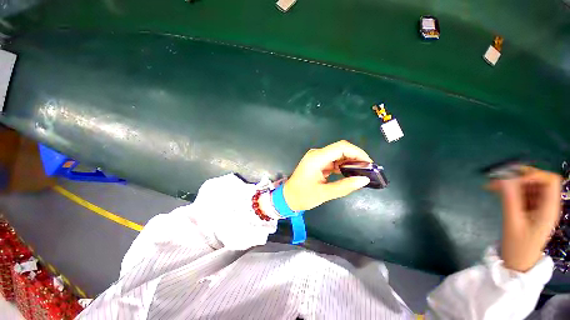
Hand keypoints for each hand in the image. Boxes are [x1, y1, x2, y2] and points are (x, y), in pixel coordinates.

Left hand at [283, 140, 372, 210]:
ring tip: (361, 172)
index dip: (357, 152)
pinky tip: (350, 173)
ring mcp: (317, 158)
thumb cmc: (303, 196)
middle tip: (367, 170)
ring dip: (350, 161)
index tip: (369, 164)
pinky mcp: (318, 163)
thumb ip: (344, 186)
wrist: (288, 197)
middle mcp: (317, 154)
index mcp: (316, 158)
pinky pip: (333, 160)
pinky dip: (343, 165)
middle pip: (340, 149)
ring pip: (338, 154)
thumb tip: (364, 180)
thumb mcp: (324, 193)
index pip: (341, 147)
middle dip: (355, 157)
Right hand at [489, 167, 561, 271]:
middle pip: (539, 181)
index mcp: (549, 209)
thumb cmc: (517, 246)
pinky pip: (522, 193)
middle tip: (497, 178)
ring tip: (492, 186)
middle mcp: (547, 204)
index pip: (549, 181)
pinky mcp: (531, 209)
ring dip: (511, 183)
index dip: (533, 175)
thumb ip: (510, 199)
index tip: (511, 178)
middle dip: (518, 177)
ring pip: (528, 186)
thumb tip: (503, 178)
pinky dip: (510, 190)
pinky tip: (496, 192)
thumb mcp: (512, 223)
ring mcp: (539, 207)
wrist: (518, 262)